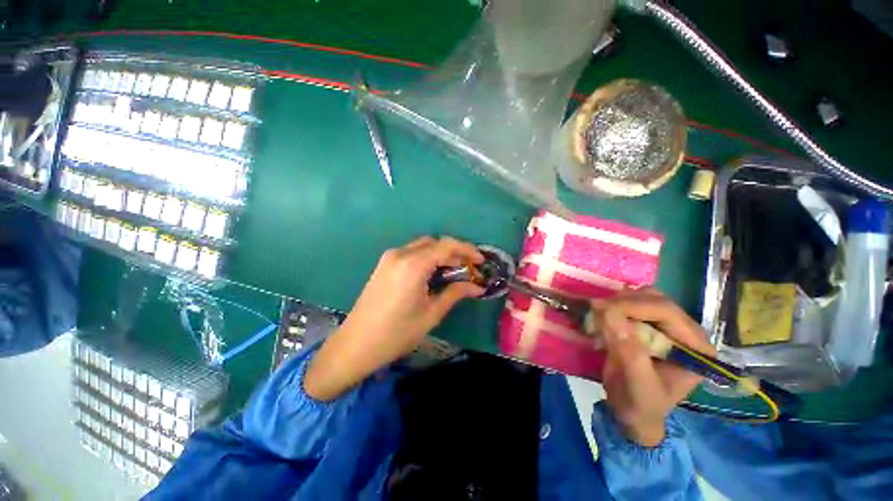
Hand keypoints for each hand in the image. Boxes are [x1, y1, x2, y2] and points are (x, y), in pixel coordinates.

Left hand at [304, 237, 484, 400]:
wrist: (356, 344)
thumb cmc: (396, 333)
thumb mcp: (431, 313)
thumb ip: (455, 293)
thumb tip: (477, 286)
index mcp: (413, 265)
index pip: (446, 246)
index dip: (467, 250)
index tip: (481, 260)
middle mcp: (400, 254)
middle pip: (435, 242)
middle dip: (455, 252)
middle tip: (470, 268)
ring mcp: (390, 257)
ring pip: (423, 246)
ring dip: (441, 254)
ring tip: (456, 271)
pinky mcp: (384, 264)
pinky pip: (412, 253)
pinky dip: (427, 258)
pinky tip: (435, 272)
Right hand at [591, 289, 714, 446]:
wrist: (633, 412)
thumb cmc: (640, 405)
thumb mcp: (638, 386)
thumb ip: (629, 354)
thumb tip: (610, 316)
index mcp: (695, 347)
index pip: (666, 312)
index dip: (632, 306)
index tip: (601, 310)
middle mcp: (686, 331)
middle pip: (654, 299)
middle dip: (622, 302)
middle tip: (595, 310)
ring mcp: (667, 325)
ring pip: (642, 297)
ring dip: (617, 301)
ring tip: (598, 314)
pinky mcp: (649, 323)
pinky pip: (631, 302)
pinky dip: (613, 305)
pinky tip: (601, 315)